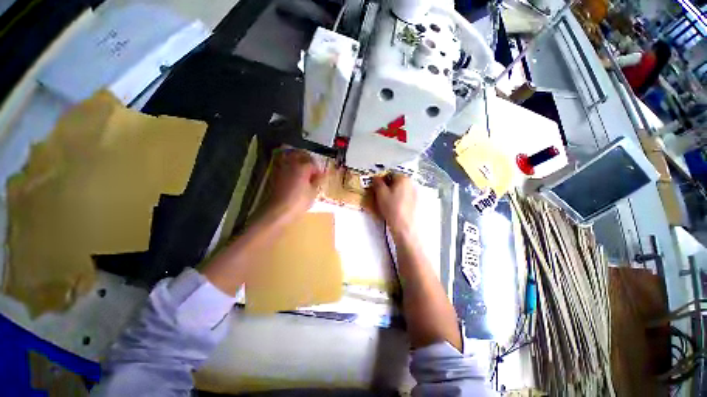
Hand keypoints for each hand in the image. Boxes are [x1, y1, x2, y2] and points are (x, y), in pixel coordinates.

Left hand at [262, 149, 322, 221]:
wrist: (278, 210)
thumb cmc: (299, 201)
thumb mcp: (313, 192)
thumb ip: (318, 181)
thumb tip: (321, 175)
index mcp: (302, 167)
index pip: (313, 163)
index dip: (318, 170)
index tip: (321, 177)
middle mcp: (291, 164)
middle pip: (300, 154)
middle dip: (307, 159)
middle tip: (312, 168)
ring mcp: (281, 168)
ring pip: (290, 157)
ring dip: (297, 161)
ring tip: (303, 170)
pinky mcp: (274, 174)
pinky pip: (283, 165)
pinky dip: (289, 166)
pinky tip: (293, 176)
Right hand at [372, 173, 415, 235]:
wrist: (403, 225)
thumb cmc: (391, 207)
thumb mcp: (380, 193)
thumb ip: (377, 182)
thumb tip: (376, 177)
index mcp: (403, 178)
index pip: (390, 174)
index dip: (381, 180)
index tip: (377, 188)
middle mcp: (411, 183)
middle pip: (396, 181)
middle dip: (387, 186)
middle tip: (381, 195)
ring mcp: (414, 193)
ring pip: (400, 189)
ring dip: (393, 192)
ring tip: (387, 202)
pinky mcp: (415, 202)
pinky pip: (404, 196)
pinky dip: (398, 198)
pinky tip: (394, 206)